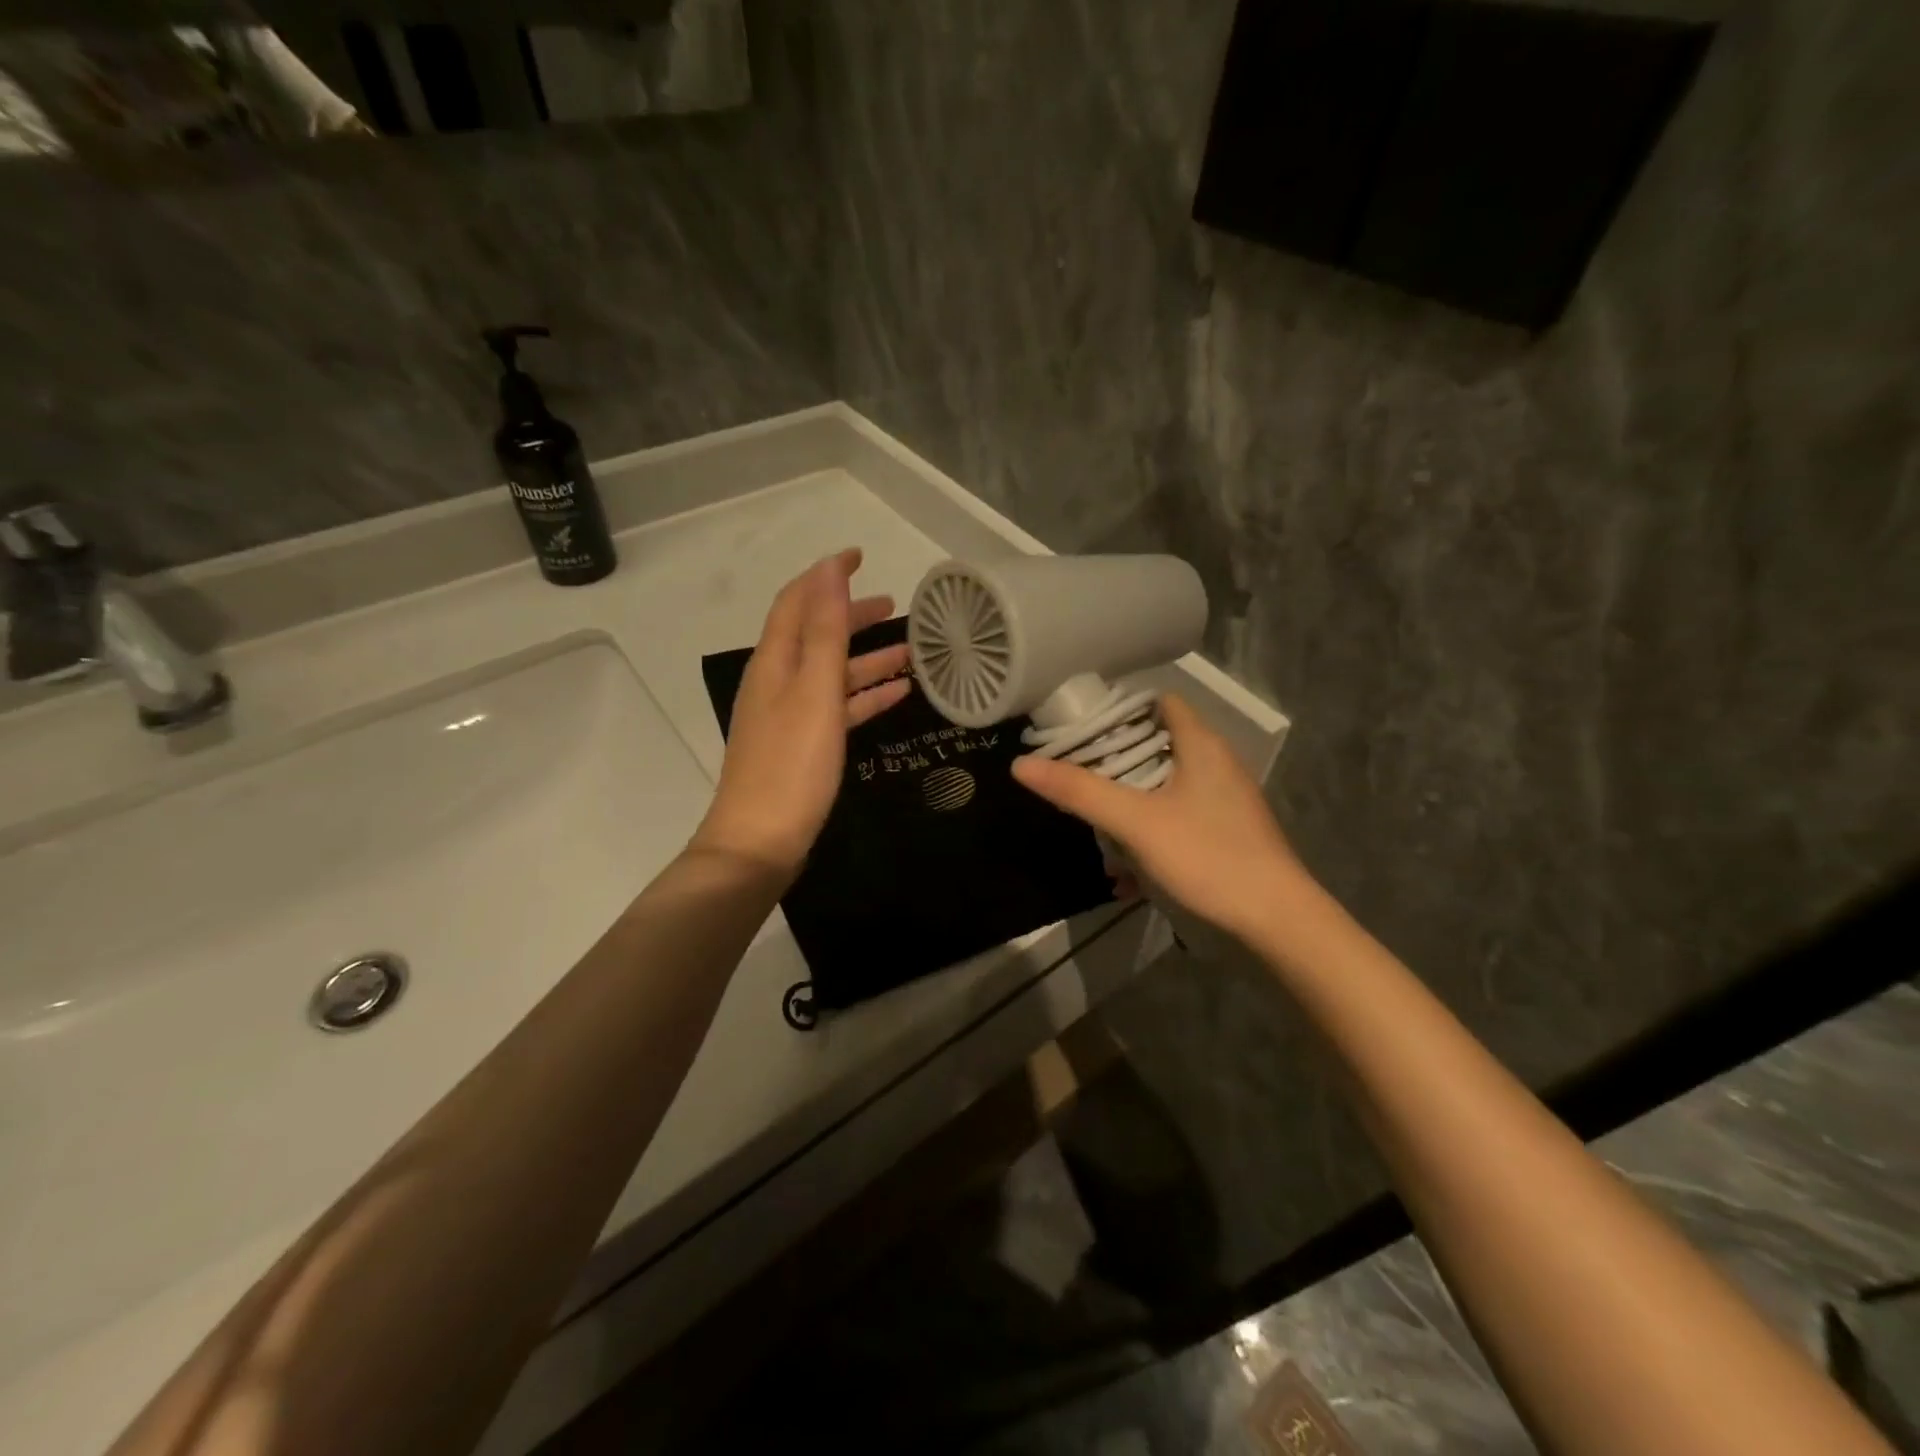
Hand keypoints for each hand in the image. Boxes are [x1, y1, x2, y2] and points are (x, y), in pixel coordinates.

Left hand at [691, 549, 910, 879]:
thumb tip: (829, 570)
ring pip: (832, 673)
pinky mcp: (803, 747)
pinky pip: (838, 708)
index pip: (797, 601)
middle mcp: (777, 682)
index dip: (826, 576)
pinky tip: (899, 694)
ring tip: (910, 652)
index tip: (861, 556)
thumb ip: (824, 631)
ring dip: (868, 658)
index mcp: (775, 662)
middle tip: (894, 606)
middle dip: (852, 616)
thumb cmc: (792, 764)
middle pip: (816, 635)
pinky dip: (866, 696)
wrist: (760, 843)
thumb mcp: (814, 692)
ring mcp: (789, 716)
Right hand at [1012, 694, 1306, 942]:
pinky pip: (1176, 819)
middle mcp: (1216, 764)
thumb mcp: (1136, 822)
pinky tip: (1126, 870)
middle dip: (1115, 762)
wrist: (1276, 921)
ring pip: (1164, 787)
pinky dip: (1149, 833)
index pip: (1159, 702)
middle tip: (1075, 775)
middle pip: (1157, 745)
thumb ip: (1080, 792)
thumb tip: (1021, 764)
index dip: (1119, 709)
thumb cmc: (1208, 856)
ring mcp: (1223, 801)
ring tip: (1093, 824)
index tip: (1080, 727)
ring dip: (1128, 802)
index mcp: (1201, 745)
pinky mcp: (1225, 833)